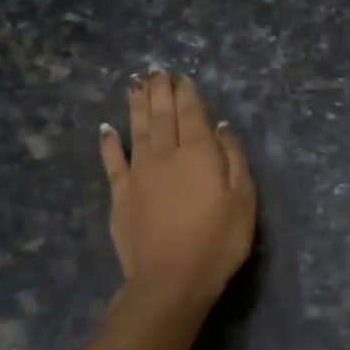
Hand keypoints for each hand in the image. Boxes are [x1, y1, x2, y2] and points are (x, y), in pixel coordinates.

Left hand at [99, 71, 256, 310]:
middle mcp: (166, 154)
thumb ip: (234, 158)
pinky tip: (107, 128)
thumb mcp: (243, 198)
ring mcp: (139, 174)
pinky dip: (109, 142)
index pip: (193, 115)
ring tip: (135, 84)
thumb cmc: (218, 240)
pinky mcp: (121, 195)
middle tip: (155, 71)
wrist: (170, 279)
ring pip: (137, 130)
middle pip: (163, 116)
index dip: (187, 94)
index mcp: (199, 153)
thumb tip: (223, 127)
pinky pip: (113, 161)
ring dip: (137, 106)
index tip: (181, 77)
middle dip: (160, 91)